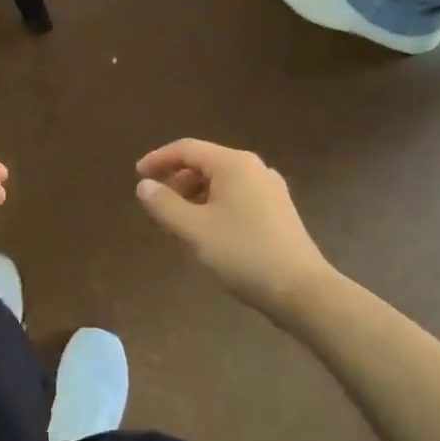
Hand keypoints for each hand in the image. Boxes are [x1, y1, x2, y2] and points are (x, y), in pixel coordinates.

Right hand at [135, 140, 329, 317]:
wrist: (302, 291)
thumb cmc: (242, 253)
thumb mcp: (193, 230)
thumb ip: (164, 204)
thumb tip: (144, 186)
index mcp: (233, 164)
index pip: (187, 149)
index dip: (158, 159)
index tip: (137, 176)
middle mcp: (254, 168)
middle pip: (205, 163)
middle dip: (177, 180)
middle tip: (157, 204)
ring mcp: (270, 189)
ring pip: (221, 182)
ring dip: (194, 196)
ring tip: (178, 222)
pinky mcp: (279, 211)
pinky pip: (236, 197)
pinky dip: (214, 206)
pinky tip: (207, 232)